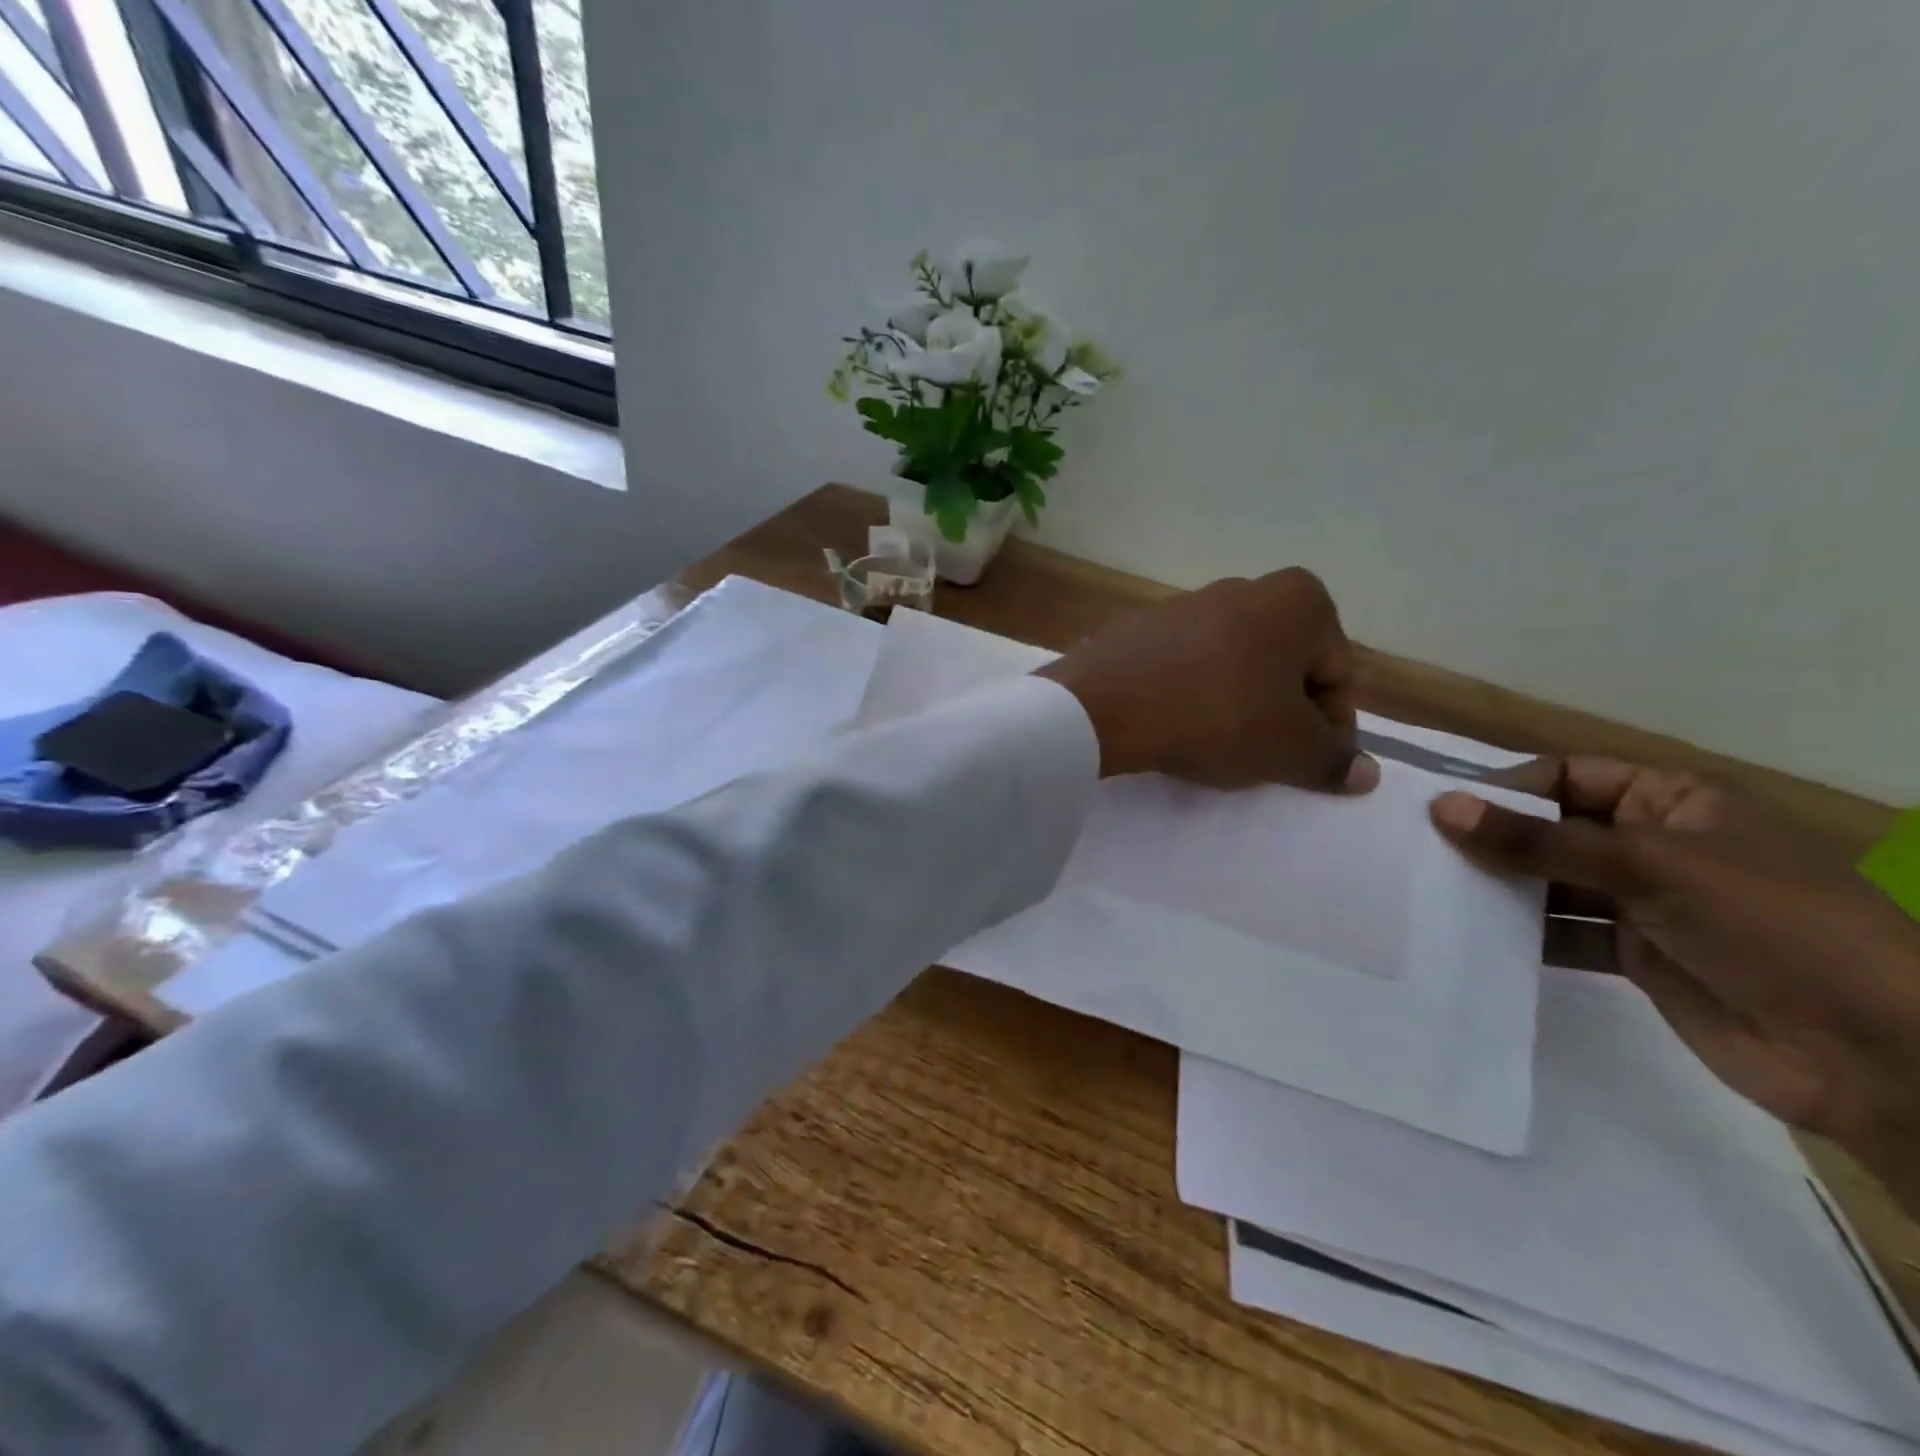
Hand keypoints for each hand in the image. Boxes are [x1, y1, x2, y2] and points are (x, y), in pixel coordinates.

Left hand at [1038, 569, 1378, 792]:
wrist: (1106, 704)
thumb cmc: (1219, 716)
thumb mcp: (1290, 749)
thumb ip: (1334, 761)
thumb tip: (1367, 773)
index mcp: (1299, 600)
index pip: (1338, 674)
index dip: (1332, 727)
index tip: (1309, 762)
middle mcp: (1244, 588)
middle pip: (1285, 666)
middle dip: (1284, 713)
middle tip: (1265, 757)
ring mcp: (1185, 604)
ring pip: (1234, 666)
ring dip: (1237, 705)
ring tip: (1218, 746)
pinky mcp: (1139, 627)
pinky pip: (1185, 667)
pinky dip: (1192, 695)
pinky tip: (1176, 726)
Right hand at [1430, 758, 1919, 1215]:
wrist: (1879, 1055)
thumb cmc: (1771, 925)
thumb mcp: (1649, 867)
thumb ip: (1538, 840)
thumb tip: (1441, 808)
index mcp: (1670, 801)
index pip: (1566, 775)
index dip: (1504, 787)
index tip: (1437, 809)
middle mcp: (1652, 844)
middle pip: (1551, 829)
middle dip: (1492, 840)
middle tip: (1417, 853)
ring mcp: (1644, 902)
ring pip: (1551, 883)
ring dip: (1501, 890)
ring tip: (1432, 895)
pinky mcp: (1635, 955)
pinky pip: (1562, 934)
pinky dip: (1522, 937)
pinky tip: (1473, 940)